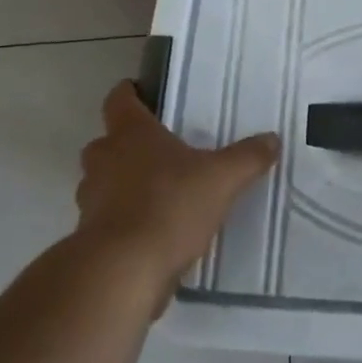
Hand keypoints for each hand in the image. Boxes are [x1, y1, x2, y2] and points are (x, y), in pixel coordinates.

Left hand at [76, 81, 280, 290]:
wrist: (123, 271)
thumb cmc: (170, 206)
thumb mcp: (222, 179)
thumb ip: (248, 157)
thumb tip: (272, 139)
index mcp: (131, 133)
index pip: (119, 99)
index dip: (129, 93)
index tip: (141, 92)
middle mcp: (104, 159)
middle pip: (108, 141)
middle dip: (128, 144)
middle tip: (161, 150)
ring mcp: (90, 199)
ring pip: (104, 180)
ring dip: (124, 183)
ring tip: (160, 192)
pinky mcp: (89, 236)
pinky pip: (108, 217)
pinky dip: (125, 219)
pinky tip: (154, 230)